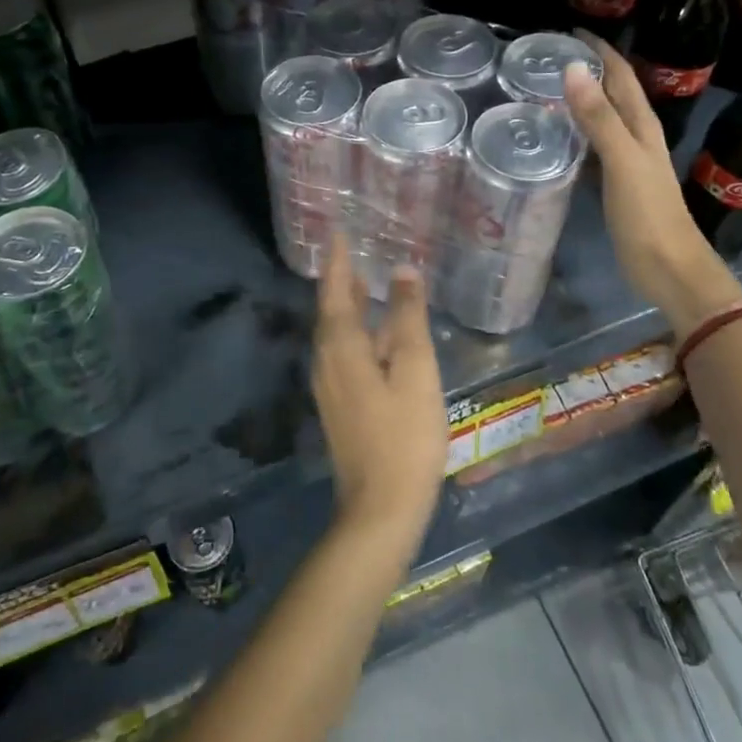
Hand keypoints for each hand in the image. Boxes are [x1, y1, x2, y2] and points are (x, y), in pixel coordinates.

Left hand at [311, 235, 448, 545]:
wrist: (380, 508)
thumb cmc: (404, 435)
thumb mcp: (415, 369)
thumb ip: (408, 317)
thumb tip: (402, 270)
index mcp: (341, 347)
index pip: (336, 290)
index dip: (338, 260)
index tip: (340, 232)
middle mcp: (326, 362)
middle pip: (331, 311)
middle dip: (341, 281)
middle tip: (355, 254)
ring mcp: (330, 388)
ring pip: (336, 335)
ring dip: (348, 307)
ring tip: (365, 285)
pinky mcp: (340, 407)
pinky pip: (343, 354)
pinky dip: (356, 333)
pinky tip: (376, 338)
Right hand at [562, 33, 741, 339]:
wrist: (669, 269)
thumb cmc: (648, 215)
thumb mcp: (623, 162)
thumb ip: (599, 119)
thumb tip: (572, 69)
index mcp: (642, 126)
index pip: (620, 76)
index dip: (599, 51)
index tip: (567, 32)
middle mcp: (637, 137)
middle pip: (612, 93)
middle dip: (587, 70)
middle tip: (547, 57)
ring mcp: (627, 162)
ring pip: (602, 119)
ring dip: (581, 100)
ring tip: (545, 89)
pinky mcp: (615, 185)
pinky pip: (593, 148)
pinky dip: (576, 134)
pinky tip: (556, 138)